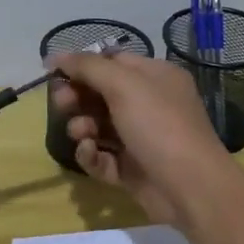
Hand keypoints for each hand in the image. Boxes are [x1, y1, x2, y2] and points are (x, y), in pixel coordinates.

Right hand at [49, 52, 233, 224]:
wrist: (190, 187)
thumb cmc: (159, 125)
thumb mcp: (124, 85)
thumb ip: (88, 67)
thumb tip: (57, 56)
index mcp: (155, 77)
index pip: (112, 62)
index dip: (82, 66)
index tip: (53, 73)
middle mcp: (149, 104)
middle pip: (101, 94)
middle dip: (77, 98)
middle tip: (62, 104)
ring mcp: (140, 138)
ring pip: (98, 126)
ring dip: (82, 127)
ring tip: (82, 135)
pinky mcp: (131, 169)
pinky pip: (102, 156)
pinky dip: (92, 154)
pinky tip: (91, 154)